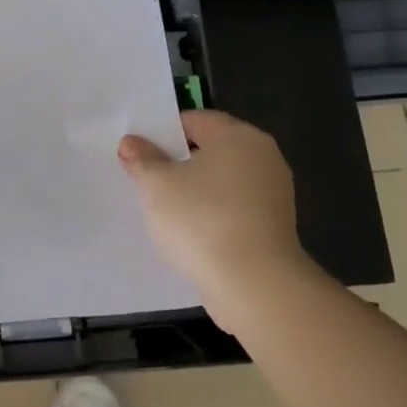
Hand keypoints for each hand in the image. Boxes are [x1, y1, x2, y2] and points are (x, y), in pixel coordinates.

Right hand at [118, 110, 311, 334]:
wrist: (255, 286)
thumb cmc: (202, 220)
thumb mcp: (157, 185)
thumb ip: (143, 159)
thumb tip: (132, 142)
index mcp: (239, 136)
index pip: (195, 120)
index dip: (163, 133)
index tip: (139, 152)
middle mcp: (263, 158)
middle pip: (211, 150)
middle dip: (178, 162)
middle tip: (146, 178)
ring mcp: (274, 194)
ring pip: (222, 182)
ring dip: (195, 191)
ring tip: (163, 209)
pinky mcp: (274, 228)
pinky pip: (234, 209)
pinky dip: (212, 214)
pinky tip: (189, 232)